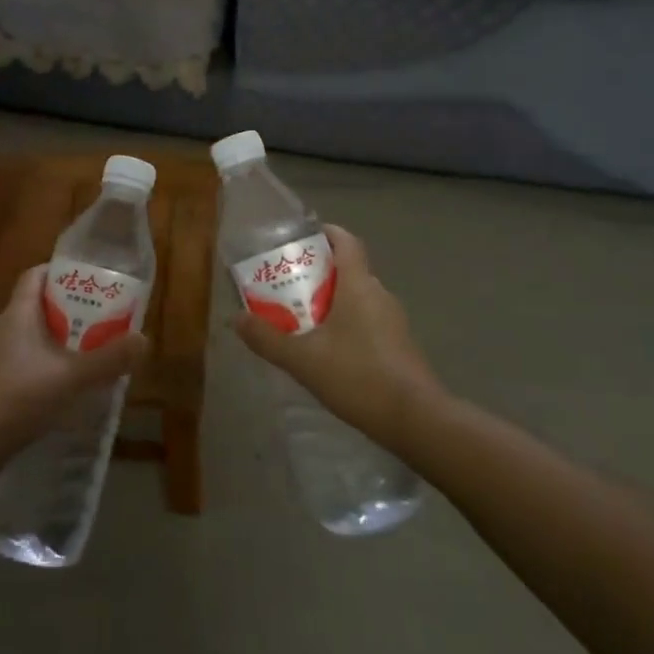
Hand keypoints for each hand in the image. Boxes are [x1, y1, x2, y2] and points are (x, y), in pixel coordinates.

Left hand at [0, 266, 147, 448]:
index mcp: (17, 314)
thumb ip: (108, 359)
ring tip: (83, 356)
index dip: (59, 273)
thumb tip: (143, 340)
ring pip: (27, 338)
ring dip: (54, 342)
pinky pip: (19, 363)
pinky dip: (40, 367)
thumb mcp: (71, 377)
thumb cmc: (19, 396)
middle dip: (66, 311)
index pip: (35, 276)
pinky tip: (58, 389)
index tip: (86, 282)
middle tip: (97, 322)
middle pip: (35, 307)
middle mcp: (1, 328)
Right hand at [234, 225, 439, 445]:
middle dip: (318, 273)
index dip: (325, 233)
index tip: (301, 238)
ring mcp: (393, 320)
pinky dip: (346, 324)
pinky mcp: (399, 344)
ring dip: (331, 301)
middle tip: (286, 285)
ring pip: (357, 297)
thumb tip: (236, 318)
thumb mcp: (302, 359)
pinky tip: (328, 350)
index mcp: (358, 285)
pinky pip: (367, 320)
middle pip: (348, 269)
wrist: (416, 419)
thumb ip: (268, 338)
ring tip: (300, 319)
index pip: (346, 242)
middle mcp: (379, 294)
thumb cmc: (358, 376)